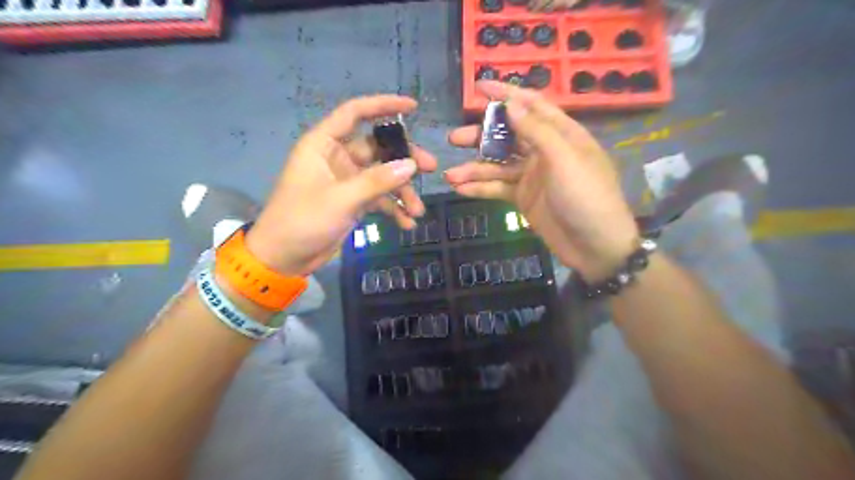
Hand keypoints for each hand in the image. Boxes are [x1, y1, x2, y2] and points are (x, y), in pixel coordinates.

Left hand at [246, 93, 434, 272]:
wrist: (284, 258)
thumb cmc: (303, 220)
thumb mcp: (341, 199)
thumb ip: (377, 181)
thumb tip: (411, 165)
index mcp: (324, 144)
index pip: (355, 113)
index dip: (383, 105)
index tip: (413, 107)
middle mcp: (337, 157)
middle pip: (377, 148)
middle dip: (404, 159)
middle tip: (430, 168)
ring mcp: (346, 181)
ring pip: (382, 176)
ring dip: (401, 191)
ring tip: (418, 210)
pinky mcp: (352, 201)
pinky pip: (378, 198)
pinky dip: (393, 208)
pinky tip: (407, 222)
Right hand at [444, 80, 636, 280]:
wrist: (595, 246)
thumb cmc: (587, 196)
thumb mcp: (564, 159)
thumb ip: (537, 131)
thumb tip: (511, 103)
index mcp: (561, 134)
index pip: (531, 105)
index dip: (505, 95)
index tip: (479, 87)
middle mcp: (544, 151)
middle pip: (507, 136)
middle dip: (481, 136)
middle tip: (455, 138)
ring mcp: (532, 176)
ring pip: (498, 166)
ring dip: (474, 169)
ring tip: (450, 175)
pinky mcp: (524, 199)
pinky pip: (498, 189)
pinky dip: (480, 189)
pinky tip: (460, 189)